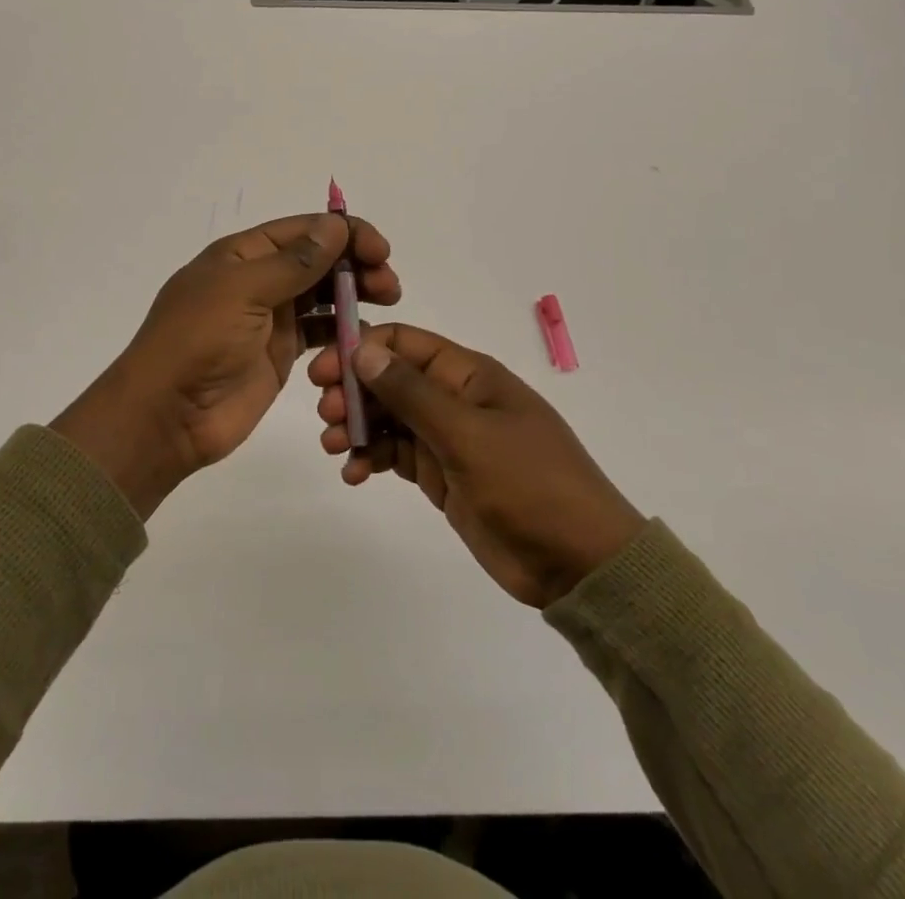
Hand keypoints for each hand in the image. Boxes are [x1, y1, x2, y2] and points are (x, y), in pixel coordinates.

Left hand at [54, 213, 398, 517]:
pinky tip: (364, 335)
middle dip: (355, 265)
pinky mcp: (279, 354)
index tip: (380, 249)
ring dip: (354, 294)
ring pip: (322, 294)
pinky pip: (319, 332)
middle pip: (317, 261)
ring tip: (387, 302)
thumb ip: (293, 261)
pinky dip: (342, 330)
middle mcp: (258, 280)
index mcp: (242, 255)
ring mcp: (269, 318)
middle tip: (389, 284)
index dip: (343, 233)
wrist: (167, 415)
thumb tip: (335, 225)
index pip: (302, 231)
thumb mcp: (242, 291)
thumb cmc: (198, 341)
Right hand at [307, 324, 643, 607]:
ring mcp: (447, 438)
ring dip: (358, 425)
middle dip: (353, 389)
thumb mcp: (467, 434)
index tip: (325, 371)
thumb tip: (362, 349)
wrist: (578, 562)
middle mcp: (454, 398)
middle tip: (327, 412)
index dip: (361, 349)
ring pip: (389, 417)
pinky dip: (372, 458)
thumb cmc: (529, 483)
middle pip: (390, 379)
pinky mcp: (442, 475)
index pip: (404, 343)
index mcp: (468, 374)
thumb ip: (412, 393)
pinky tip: (354, 474)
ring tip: (335, 445)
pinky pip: (397, 454)